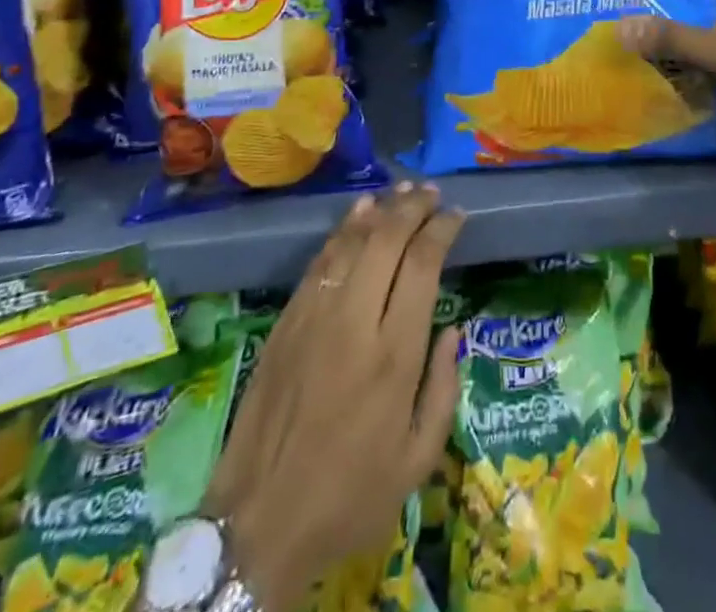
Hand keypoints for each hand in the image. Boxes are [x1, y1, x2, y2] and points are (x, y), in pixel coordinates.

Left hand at [204, 184, 464, 610]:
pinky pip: (319, 262)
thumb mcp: (418, 461)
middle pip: (387, 240)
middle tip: (431, 193)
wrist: (258, 524)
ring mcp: (314, 318)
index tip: (457, 215)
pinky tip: (358, 215)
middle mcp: (355, 323)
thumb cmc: (350, 498)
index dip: (442, 230)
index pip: (423, 265)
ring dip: (379, 211)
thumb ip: (444, 390)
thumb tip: (453, 332)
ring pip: (350, 243)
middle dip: (413, 207)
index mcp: (394, 355)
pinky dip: (343, 231)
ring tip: (401, 191)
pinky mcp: (285, 322)